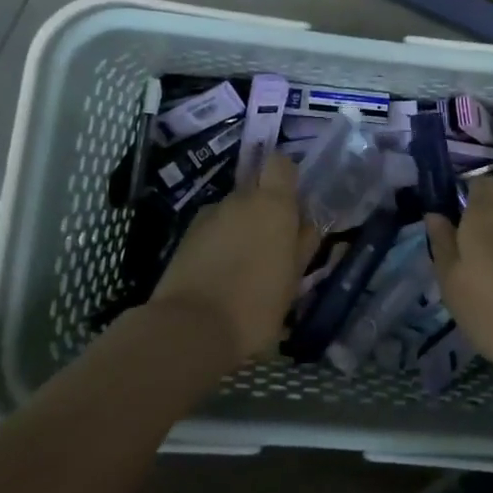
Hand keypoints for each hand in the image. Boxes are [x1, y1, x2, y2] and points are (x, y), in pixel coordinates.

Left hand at [151, 154, 316, 361]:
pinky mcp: (185, 236)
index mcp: (273, 204)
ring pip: (232, 212)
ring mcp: (208, 216)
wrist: (190, 328)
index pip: (280, 163)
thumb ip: (302, 246)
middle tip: (270, 246)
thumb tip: (306, 226)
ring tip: (241, 267)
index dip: (286, 177)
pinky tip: (218, 275)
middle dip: (263, 211)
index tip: (293, 203)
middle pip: (255, 191)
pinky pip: (211, 230)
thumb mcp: (293, 280)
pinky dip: (218, 244)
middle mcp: (239, 200)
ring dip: (239, 229)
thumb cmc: (256, 305)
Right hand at [425, 177, 492, 385]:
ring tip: (483, 268)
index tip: (454, 211)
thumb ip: (443, 244)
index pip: (483, 182)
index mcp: (485, 215)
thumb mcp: (452, 281)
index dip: (469, 191)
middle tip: (463, 243)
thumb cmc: (491, 308)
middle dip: (483, 217)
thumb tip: (435, 215)